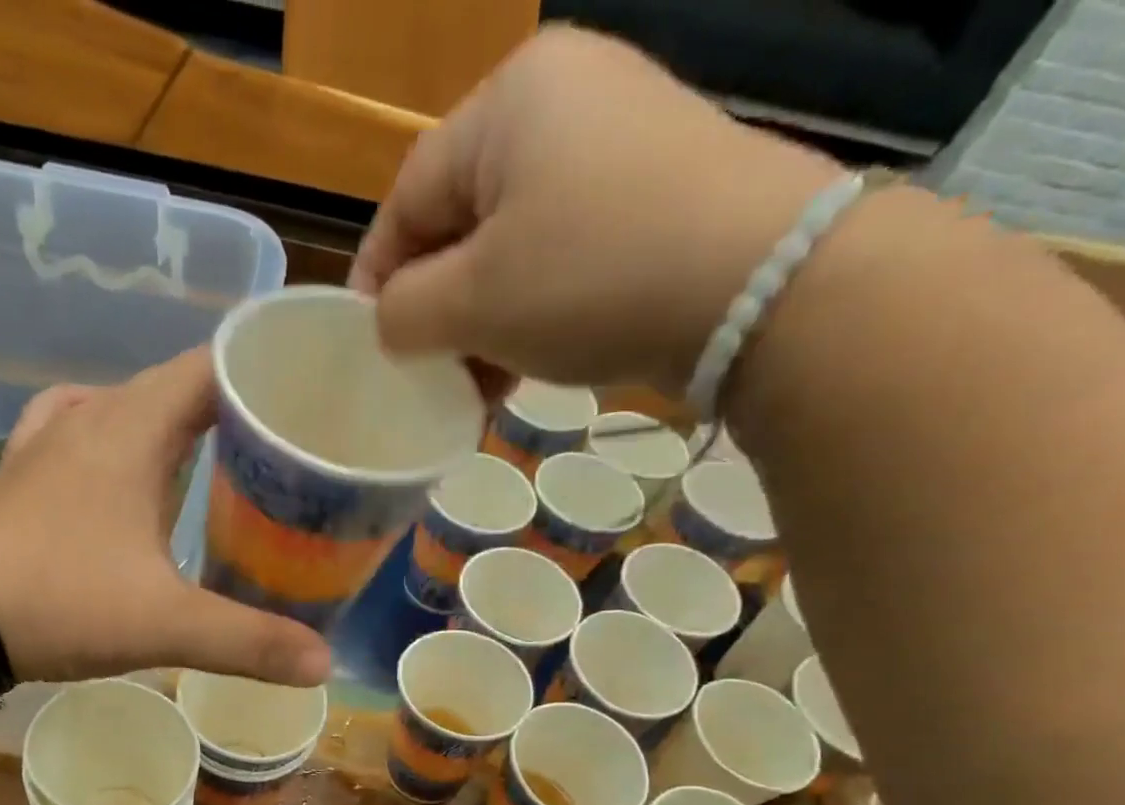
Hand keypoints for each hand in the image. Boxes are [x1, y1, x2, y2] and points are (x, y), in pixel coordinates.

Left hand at [0, 349, 331, 687]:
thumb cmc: (60, 599)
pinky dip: (115, 444)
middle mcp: (92, 417)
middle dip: (232, 410)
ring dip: (174, 427)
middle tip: (282, 449)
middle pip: (176, 388)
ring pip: (127, 410)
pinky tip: (123, 469)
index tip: (309, 404)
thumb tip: (325, 664)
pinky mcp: (21, 476)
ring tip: (219, 461)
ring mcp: (48, 443)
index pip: (214, 366)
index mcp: (135, 426)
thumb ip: (248, 641)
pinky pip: (80, 436)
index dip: (265, 375)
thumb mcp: (166, 623)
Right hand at [350, 27, 843, 395]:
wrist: (758, 285)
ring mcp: (616, 139)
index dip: (376, 279)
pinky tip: (524, 362)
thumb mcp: (473, 301)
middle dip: (436, 307)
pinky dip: (531, 309)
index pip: (407, 198)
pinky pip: (560, 250)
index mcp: (506, 102)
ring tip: (476, 385)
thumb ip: (403, 311)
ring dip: (482, 321)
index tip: (366, 346)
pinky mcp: (652, 187)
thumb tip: (388, 322)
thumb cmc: (588, 278)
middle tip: (426, 374)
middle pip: (460, 221)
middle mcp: (562, 99)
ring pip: (510, 244)